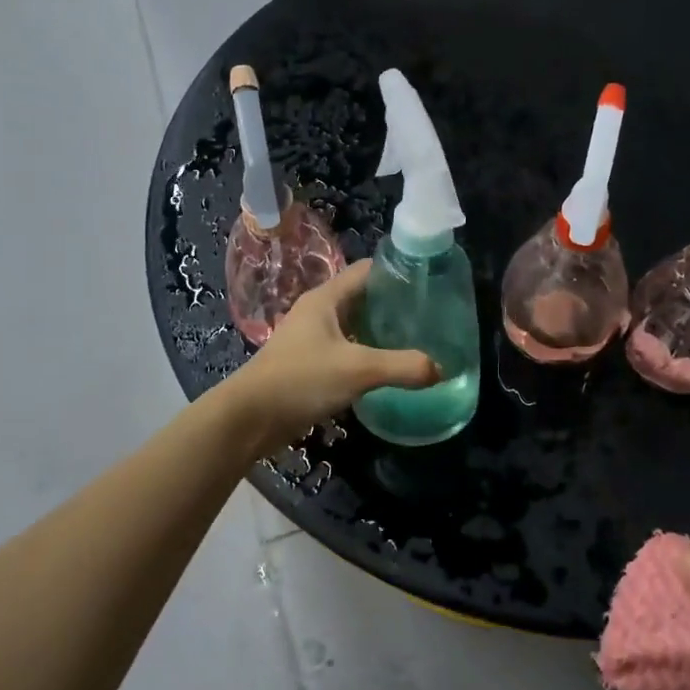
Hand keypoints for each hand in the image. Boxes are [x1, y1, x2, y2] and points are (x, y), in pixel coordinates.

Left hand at [222, 261, 438, 452]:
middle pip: (363, 297)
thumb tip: (441, 369)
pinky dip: (369, 354)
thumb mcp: (358, 370)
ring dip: (382, 331)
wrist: (249, 419)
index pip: (368, 270)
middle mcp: (319, 312)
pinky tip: (390, 368)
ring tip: (418, 341)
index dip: (398, 272)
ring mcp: (313, 339)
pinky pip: (348, 350)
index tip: (430, 284)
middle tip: (431, 317)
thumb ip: (402, 367)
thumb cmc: (300, 380)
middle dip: (395, 305)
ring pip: (356, 326)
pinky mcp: (311, 365)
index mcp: (326, 298)